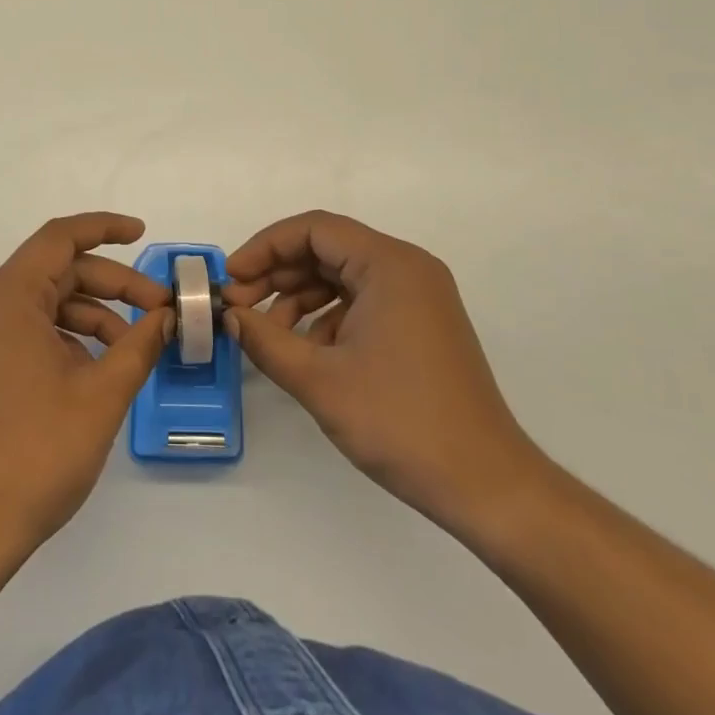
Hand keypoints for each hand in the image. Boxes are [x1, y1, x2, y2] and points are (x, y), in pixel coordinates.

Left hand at [0, 214, 171, 556]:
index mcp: (8, 297)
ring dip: (94, 315)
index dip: (105, 228)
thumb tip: (167, 315)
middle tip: (159, 310)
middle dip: (113, 285)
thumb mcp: (102, 394)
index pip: (60, 238)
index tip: (143, 234)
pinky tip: (98, 370)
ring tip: (134, 348)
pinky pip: (31, 330)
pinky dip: (69, 337)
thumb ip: (140, 344)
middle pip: (58, 271)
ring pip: (47, 303)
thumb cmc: (37, 452)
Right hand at [224, 210, 545, 539]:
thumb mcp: (319, 380)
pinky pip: (363, 300)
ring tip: (267, 333)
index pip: (313, 229)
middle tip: (239, 307)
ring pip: (342, 275)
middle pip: (327, 248)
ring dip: (299, 297)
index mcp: (390, 265)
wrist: (486, 486)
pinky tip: (306, 350)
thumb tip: (228, 315)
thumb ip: (264, 339)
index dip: (264, 247)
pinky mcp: (421, 324)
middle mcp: (408, 268)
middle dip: (277, 274)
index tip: (231, 279)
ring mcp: (419, 296)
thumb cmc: (400, 422)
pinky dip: (327, 317)